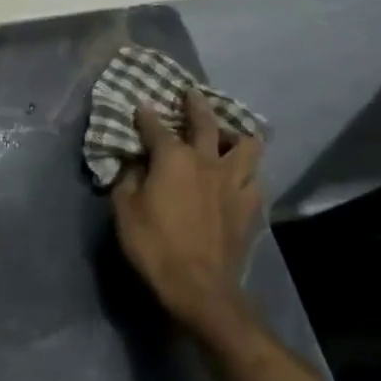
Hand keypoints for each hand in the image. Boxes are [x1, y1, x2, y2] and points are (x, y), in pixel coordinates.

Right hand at [110, 93, 263, 340]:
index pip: (156, 127)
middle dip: (196, 105)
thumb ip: (128, 180)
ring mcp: (234, 183)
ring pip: (247, 145)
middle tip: (191, 94)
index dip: (146, 115)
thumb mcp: (124, 210)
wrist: (199, 287)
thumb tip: (134, 164)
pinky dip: (247, 170)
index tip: (140, 105)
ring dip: (237, 134)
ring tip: (229, 134)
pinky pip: (255, 178)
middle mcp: (207, 161)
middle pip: (207, 122)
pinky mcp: (251, 206)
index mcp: (173, 158)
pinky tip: (239, 176)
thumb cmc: (154, 245)